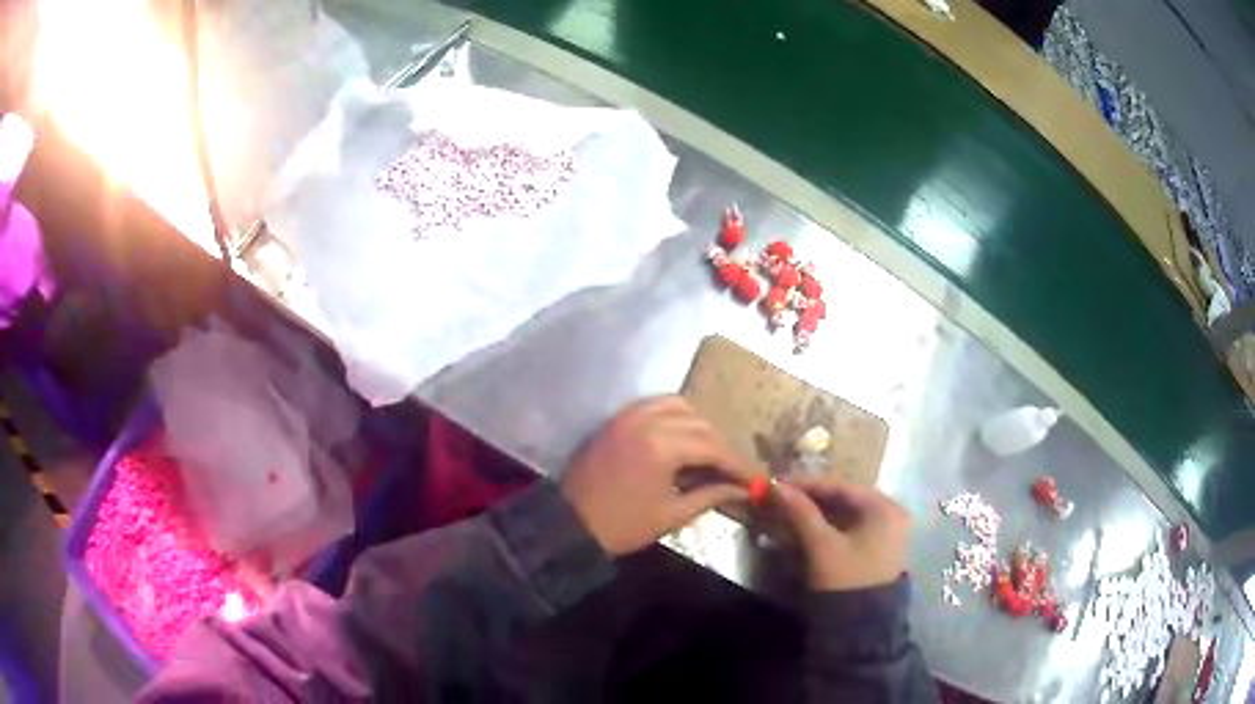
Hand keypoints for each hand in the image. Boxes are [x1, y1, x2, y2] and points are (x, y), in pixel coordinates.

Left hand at [560, 396, 755, 556]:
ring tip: (710, 452)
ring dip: (700, 426)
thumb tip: (741, 489)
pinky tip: (683, 436)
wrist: (569, 524)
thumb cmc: (622, 526)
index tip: (756, 477)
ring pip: (680, 406)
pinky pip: (655, 404)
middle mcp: (647, 420)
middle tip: (735, 470)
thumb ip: (710, 495)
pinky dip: (676, 415)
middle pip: (701, 424)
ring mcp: (629, 415)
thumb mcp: (671, 515)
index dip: (738, 464)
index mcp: (662, 446)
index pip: (713, 447)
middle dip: (722, 446)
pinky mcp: (617, 418)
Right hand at [772, 475, 909, 591]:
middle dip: (811, 498)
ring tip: (788, 513)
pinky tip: (806, 528)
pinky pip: (851, 528)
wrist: (861, 628)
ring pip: (847, 513)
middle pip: (845, 498)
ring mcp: (887, 532)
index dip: (807, 484)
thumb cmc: (845, 580)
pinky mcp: (878, 548)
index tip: (777, 485)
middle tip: (781, 499)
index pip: (841, 485)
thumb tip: (776, 486)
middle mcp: (892, 513)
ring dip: (818, 513)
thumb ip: (801, 513)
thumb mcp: (821, 545)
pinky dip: (828, 526)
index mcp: (885, 508)